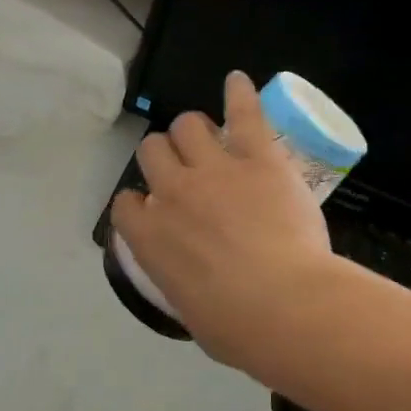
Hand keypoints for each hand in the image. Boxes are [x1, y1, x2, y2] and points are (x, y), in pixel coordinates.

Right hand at [110, 71, 337, 366]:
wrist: (284, 307)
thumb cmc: (238, 329)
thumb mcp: (192, 314)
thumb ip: (183, 286)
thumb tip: (194, 285)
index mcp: (150, 238)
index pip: (125, 204)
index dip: (139, 203)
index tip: (155, 210)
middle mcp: (172, 194)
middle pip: (152, 151)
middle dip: (164, 157)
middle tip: (185, 171)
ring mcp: (213, 171)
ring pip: (187, 125)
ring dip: (193, 131)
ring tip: (209, 139)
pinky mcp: (257, 158)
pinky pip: (242, 113)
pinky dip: (239, 94)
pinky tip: (237, 81)